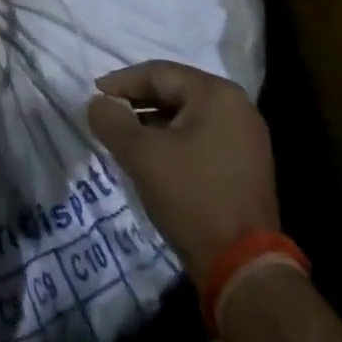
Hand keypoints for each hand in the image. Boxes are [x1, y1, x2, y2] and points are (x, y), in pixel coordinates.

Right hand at [87, 60, 278, 284]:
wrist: (243, 267)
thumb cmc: (191, 196)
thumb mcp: (141, 155)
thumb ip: (112, 121)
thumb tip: (97, 103)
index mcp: (216, 94)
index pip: (159, 73)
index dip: (122, 82)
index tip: (95, 94)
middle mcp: (237, 106)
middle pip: (175, 91)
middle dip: (138, 102)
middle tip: (108, 114)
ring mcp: (247, 137)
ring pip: (188, 116)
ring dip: (154, 123)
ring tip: (125, 137)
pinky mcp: (247, 164)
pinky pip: (202, 137)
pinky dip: (175, 140)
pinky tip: (154, 157)